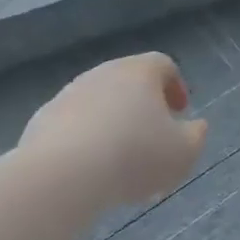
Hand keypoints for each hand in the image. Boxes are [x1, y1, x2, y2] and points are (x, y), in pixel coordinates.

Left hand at [21, 53, 206, 206]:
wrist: (63, 174)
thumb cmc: (135, 156)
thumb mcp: (183, 153)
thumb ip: (196, 136)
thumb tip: (196, 126)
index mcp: (140, 72)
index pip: (163, 65)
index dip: (176, 86)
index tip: (180, 112)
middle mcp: (103, 73)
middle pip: (128, 81)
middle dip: (143, 106)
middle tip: (152, 136)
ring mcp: (68, 94)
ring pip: (99, 102)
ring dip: (112, 123)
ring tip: (120, 159)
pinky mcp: (42, 119)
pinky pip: (72, 124)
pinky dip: (85, 138)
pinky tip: (90, 168)